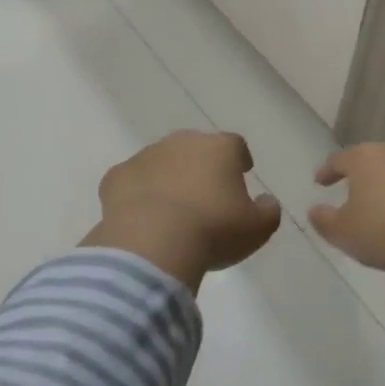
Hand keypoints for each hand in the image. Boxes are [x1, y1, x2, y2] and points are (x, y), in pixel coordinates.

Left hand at [82, 131, 281, 290]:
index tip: (242, 173)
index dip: (239, 159)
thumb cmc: (213, 230)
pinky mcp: (116, 177)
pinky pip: (132, 182)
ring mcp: (145, 156)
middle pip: (195, 149)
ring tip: (172, 210)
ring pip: (161, 162)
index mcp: (219, 148)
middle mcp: (181, 142)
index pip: (235, 145)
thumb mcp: (257, 228)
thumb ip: (268, 211)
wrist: (153, 243)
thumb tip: (266, 202)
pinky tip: (142, 216)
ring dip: (168, 178)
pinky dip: (138, 194)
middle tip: (205, 194)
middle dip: (201, 166)